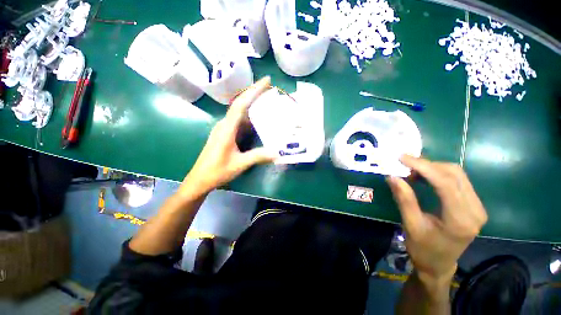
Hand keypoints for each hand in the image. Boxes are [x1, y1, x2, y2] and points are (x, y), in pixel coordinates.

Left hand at [181, 77, 275, 196]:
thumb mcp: (240, 164)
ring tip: (268, 102)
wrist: (200, 179)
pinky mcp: (225, 134)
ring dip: (253, 106)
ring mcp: (224, 129)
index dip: (254, 91)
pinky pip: (239, 122)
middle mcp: (225, 124)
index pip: (241, 104)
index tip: (267, 81)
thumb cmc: (217, 171)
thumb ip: (258, 156)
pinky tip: (259, 120)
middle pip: (241, 104)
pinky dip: (250, 118)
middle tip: (271, 90)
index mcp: (227, 128)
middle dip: (255, 94)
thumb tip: (277, 152)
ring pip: (240, 113)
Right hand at [387, 155, 487, 282]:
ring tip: (412, 170)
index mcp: (460, 219)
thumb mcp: (411, 225)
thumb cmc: (423, 248)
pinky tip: (424, 177)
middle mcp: (475, 210)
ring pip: (457, 174)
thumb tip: (392, 176)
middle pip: (454, 174)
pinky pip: (458, 180)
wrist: (439, 264)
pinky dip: (439, 174)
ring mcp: (477, 207)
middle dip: (427, 164)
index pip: (445, 183)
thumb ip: (404, 199)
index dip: (423, 166)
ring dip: (433, 168)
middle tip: (404, 163)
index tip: (402, 157)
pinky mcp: (473, 205)